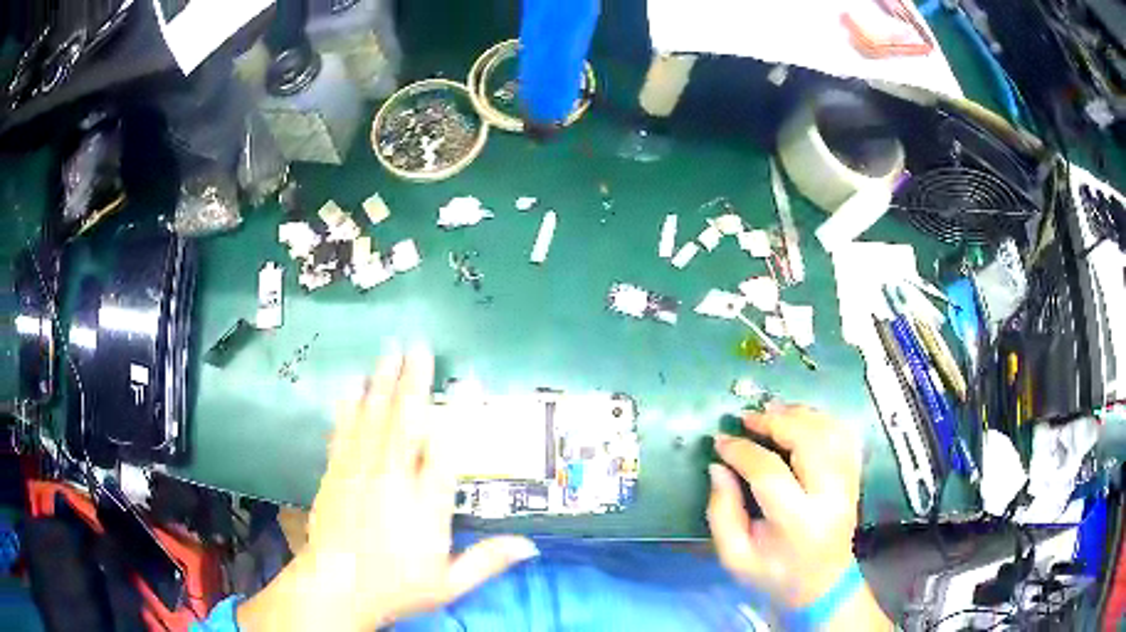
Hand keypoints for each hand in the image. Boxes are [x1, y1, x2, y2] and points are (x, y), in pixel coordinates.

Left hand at [238, 347, 538, 631]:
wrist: (336, 586)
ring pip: (373, 420)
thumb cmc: (395, 586)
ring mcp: (360, 473)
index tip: (470, 382)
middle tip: (417, 346)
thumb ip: (487, 560)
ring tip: (388, 351)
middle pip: (405, 423)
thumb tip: (530, 545)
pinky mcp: (336, 473)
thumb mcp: (449, 583)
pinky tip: (351, 386)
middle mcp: (393, 480)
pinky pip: (344, 433)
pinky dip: (348, 407)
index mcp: (425, 505)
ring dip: (381, 383)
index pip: (447, 451)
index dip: (460, 414)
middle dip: (413, 382)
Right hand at [707, 403, 861, 607]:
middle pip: (809, 440)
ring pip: (830, 431)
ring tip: (770, 414)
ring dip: (799, 415)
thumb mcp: (735, 556)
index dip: (741, 451)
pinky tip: (800, 421)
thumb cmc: (774, 574)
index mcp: (797, 522)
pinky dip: (822, 420)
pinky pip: (844, 435)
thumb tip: (718, 466)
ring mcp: (848, 483)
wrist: (822, 584)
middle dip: (775, 421)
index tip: (719, 440)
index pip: (769, 472)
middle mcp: (830, 496)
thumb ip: (722, 511)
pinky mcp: (854, 477)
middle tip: (747, 418)